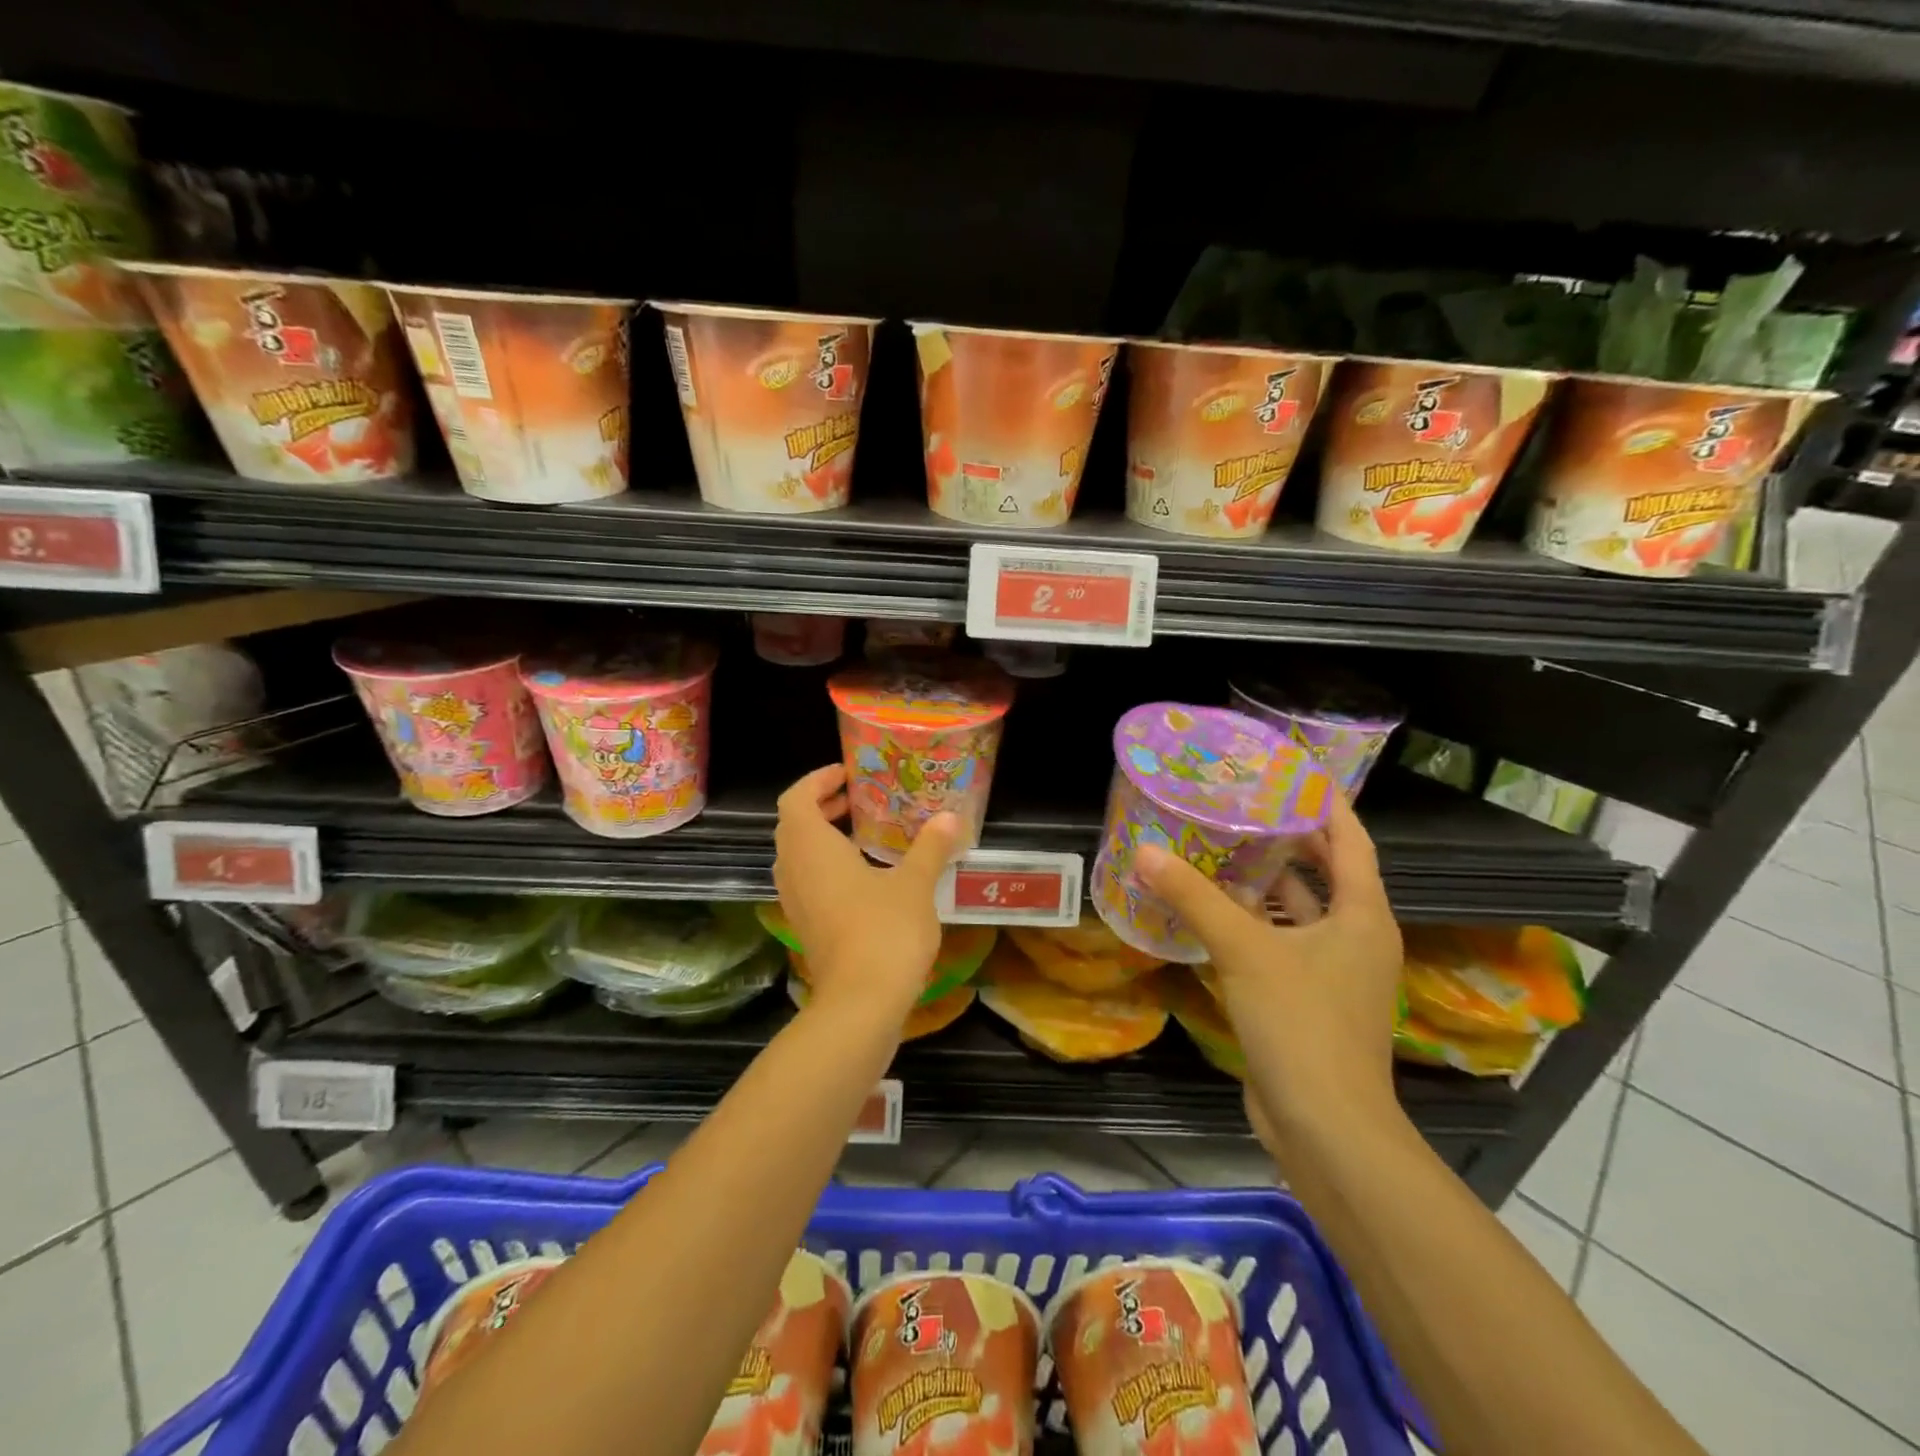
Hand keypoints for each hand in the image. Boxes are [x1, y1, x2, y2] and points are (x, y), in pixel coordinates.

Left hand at [772, 765, 962, 1019]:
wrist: (861, 1003)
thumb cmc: (884, 930)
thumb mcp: (915, 884)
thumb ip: (930, 847)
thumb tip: (949, 818)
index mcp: (812, 847)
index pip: (796, 798)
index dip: (817, 780)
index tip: (848, 775)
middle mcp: (793, 870)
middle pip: (793, 825)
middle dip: (822, 806)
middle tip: (860, 799)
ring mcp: (795, 901)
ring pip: (797, 855)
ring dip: (823, 838)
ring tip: (864, 834)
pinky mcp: (805, 926)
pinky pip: (806, 881)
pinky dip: (826, 866)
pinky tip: (864, 876)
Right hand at [1136, 791, 1403, 1144]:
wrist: (1326, 1128)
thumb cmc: (1302, 1024)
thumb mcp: (1244, 950)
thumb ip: (1194, 898)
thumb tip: (1145, 852)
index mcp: (1362, 916)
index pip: (1351, 840)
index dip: (1325, 803)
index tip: (1290, 773)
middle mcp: (1356, 938)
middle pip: (1326, 873)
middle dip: (1287, 839)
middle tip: (1240, 806)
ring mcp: (1334, 973)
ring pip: (1299, 912)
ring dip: (1265, 884)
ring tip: (1219, 850)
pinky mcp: (1309, 1001)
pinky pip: (1281, 945)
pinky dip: (1254, 924)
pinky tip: (1213, 914)